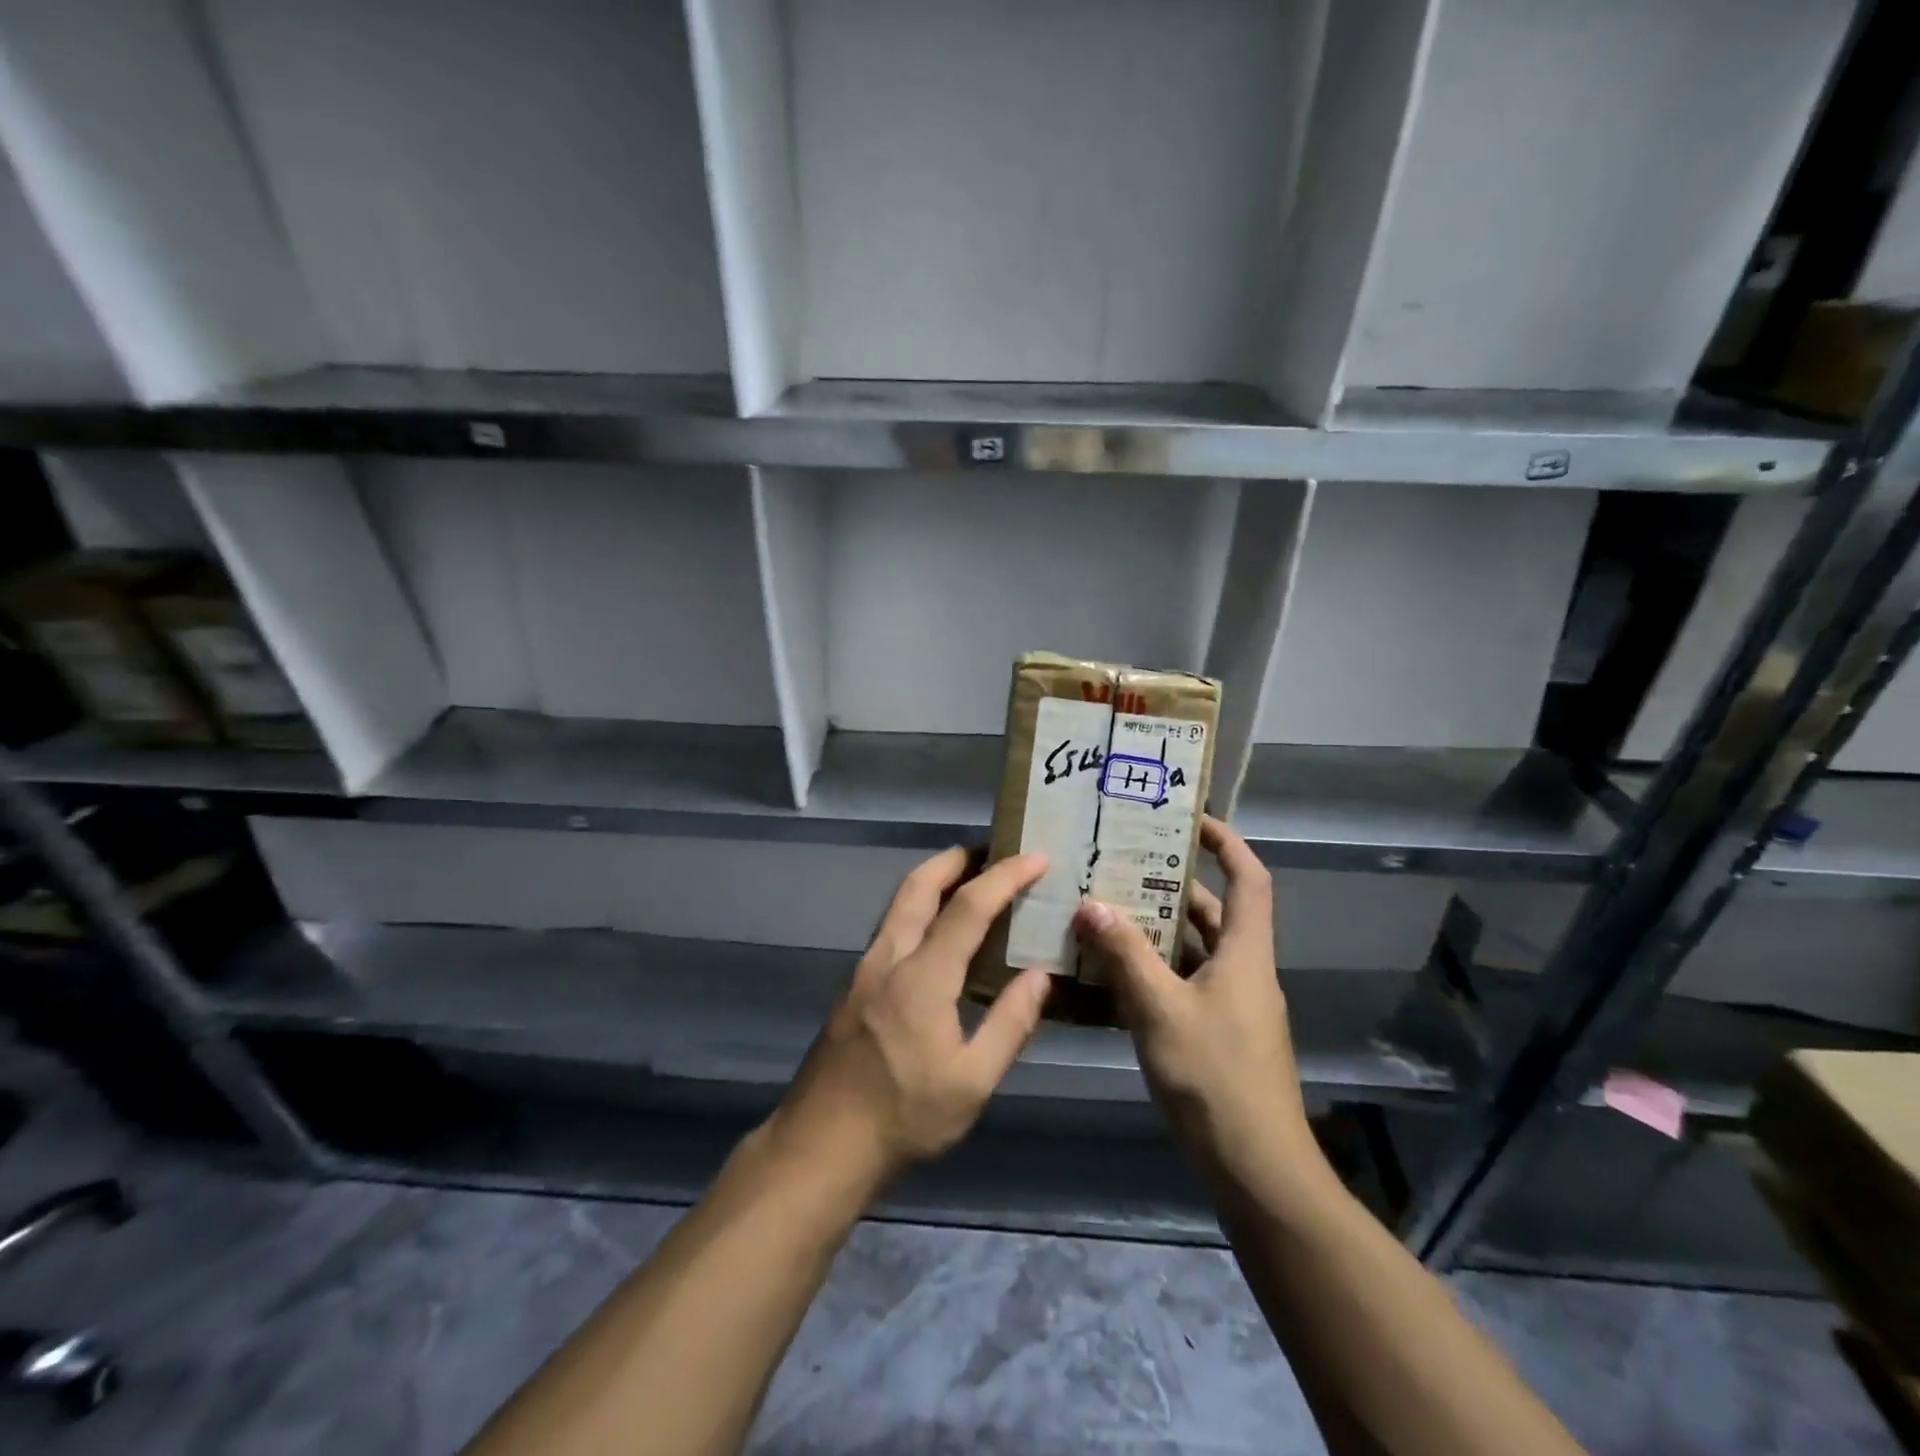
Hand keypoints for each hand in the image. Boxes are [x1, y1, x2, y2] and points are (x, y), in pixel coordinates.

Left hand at [764, 849, 1053, 1190]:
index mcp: (922, 977)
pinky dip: (920, 908)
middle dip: (957, 858)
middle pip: (919, 885)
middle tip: (993, 851)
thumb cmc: (904, 1118)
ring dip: (934, 879)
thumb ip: (1010, 1024)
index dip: (1006, 877)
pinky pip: (892, 927)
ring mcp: (865, 969)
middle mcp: (889, 958)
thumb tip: (1040, 976)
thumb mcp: (971, 1082)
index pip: (969, 907)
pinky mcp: (854, 985)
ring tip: (971, 881)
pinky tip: (939, 933)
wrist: (820, 1146)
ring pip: (899, 902)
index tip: (1037, 857)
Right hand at [1073, 817, 1324, 1199]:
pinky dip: (1152, 970)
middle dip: (1170, 884)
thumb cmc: (1215, 1078)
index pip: (1249, 878)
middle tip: (1121, 864)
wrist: (1256, 1169)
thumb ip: (1125, 955)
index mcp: (1245, 953)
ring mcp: (1231, 1004)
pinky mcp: (1216, 1032)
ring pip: (1192, 949)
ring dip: (1155, 929)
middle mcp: (1243, 970)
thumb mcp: (1161, 1010)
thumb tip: (1091, 904)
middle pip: (1212, 911)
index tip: (1189, 818)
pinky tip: (1110, 972)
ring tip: (1104, 909)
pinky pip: (1182, 982)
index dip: (1227, 842)